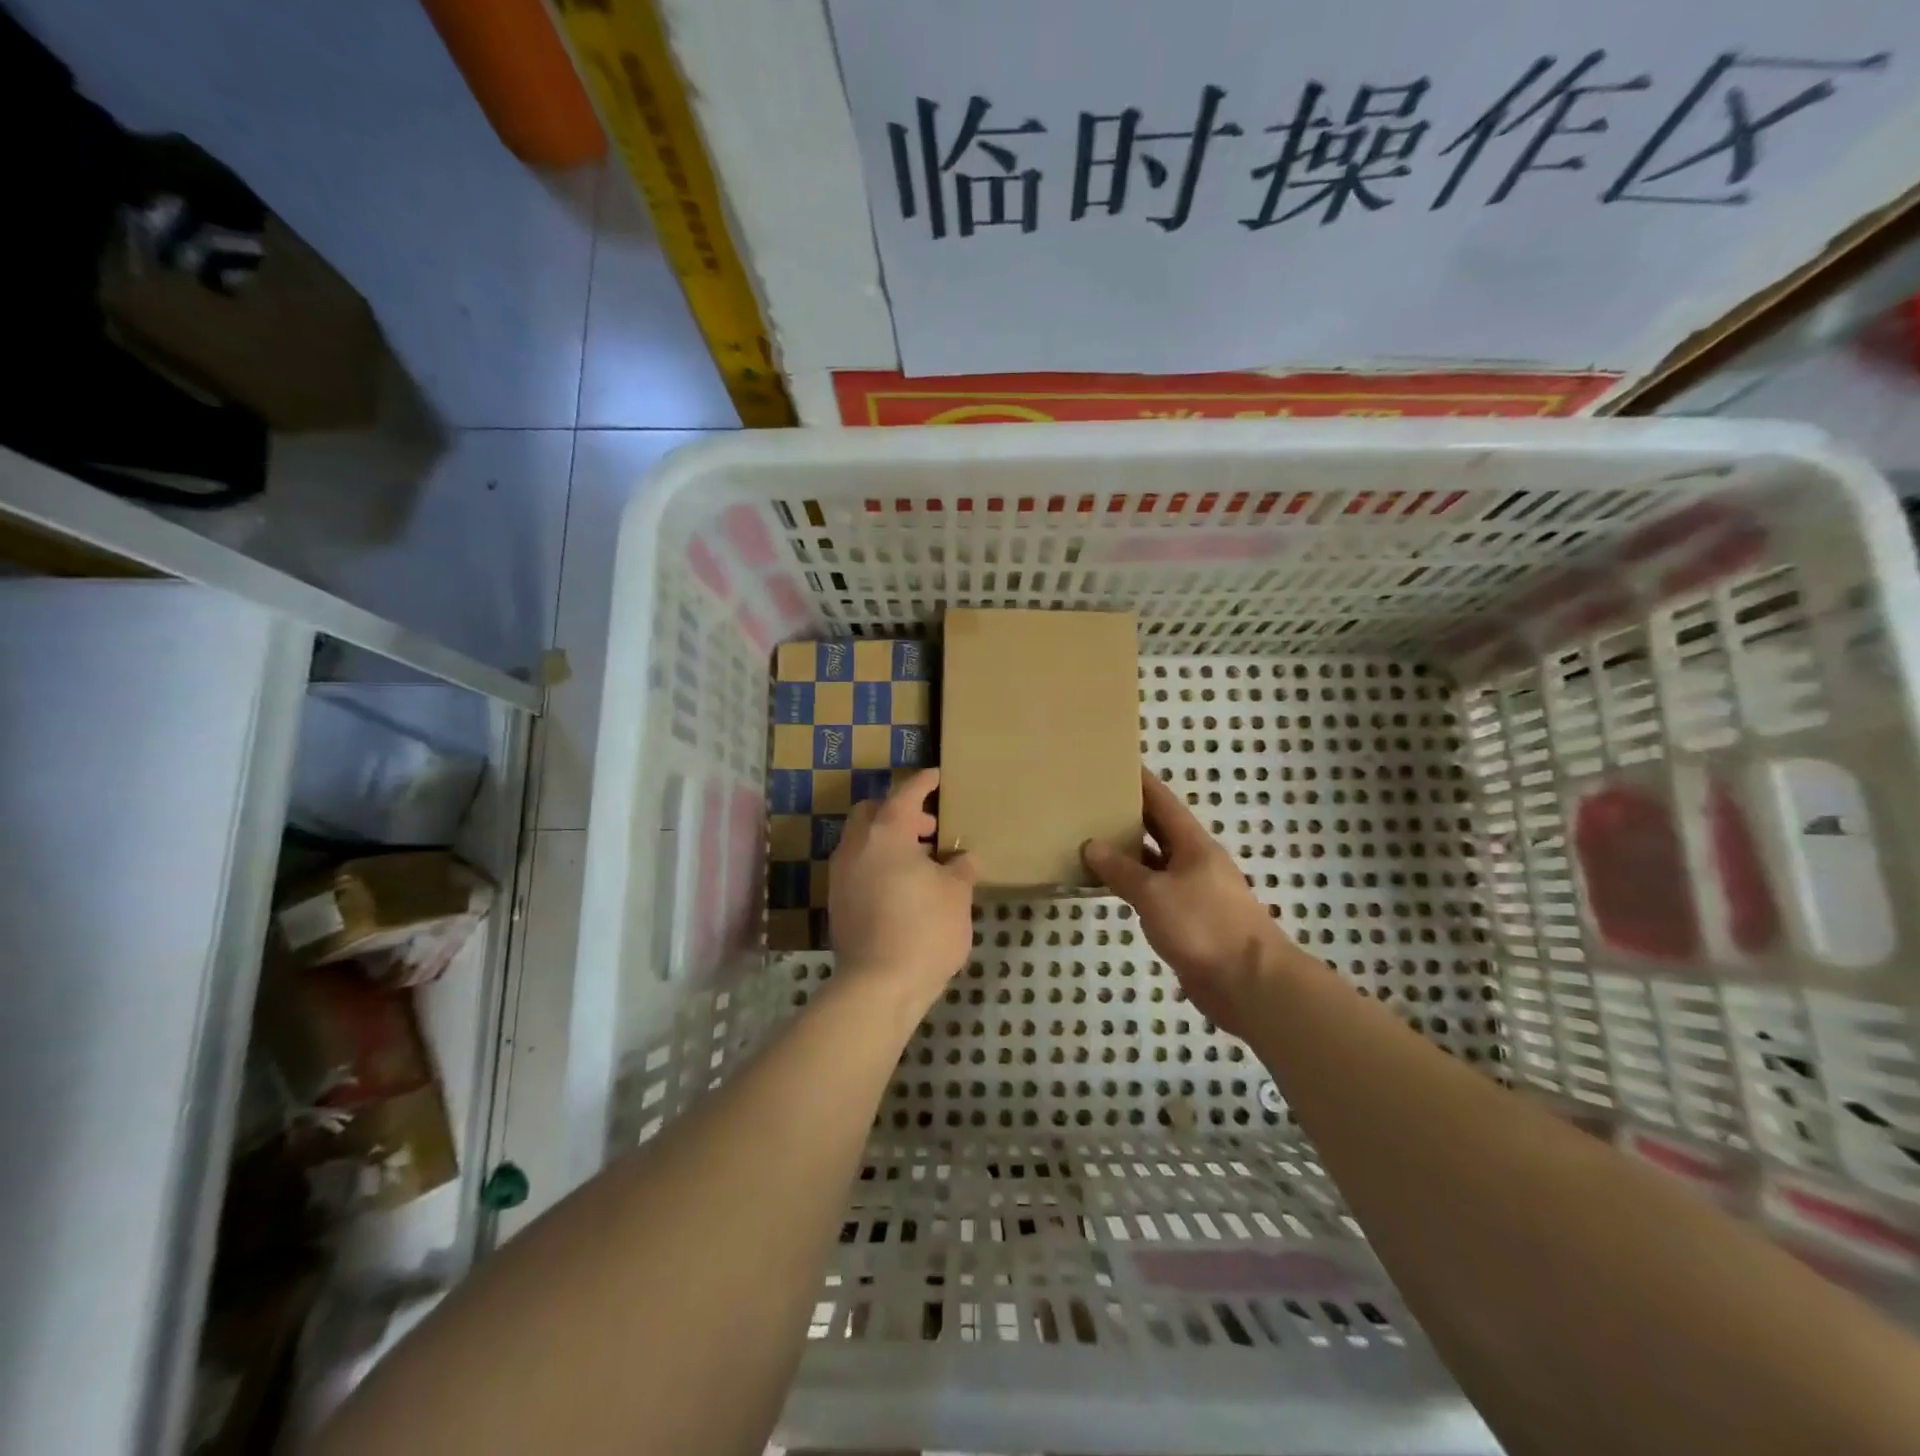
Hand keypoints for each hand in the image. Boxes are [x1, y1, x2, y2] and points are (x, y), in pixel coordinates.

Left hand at [829, 768, 976, 1012]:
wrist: (878, 985)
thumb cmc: (924, 929)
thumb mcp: (956, 895)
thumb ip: (961, 868)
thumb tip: (964, 858)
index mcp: (886, 833)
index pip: (905, 794)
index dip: (923, 783)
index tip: (936, 777)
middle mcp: (856, 846)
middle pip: (872, 812)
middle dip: (899, 812)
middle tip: (928, 829)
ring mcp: (840, 875)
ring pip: (861, 840)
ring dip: (886, 840)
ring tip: (918, 861)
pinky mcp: (836, 902)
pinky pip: (856, 866)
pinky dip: (876, 863)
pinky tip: (900, 886)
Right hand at [1083, 768, 1293, 1037]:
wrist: (1250, 983)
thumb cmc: (1204, 926)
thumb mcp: (1154, 893)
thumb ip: (1121, 870)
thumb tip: (1091, 845)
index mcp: (1193, 844)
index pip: (1163, 802)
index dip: (1142, 782)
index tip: (1117, 764)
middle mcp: (1195, 862)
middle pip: (1159, 830)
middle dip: (1129, 815)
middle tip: (1093, 802)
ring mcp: (1194, 892)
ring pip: (1155, 864)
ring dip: (1128, 854)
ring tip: (1091, 841)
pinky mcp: (1190, 921)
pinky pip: (1155, 893)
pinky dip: (1132, 886)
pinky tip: (1109, 888)